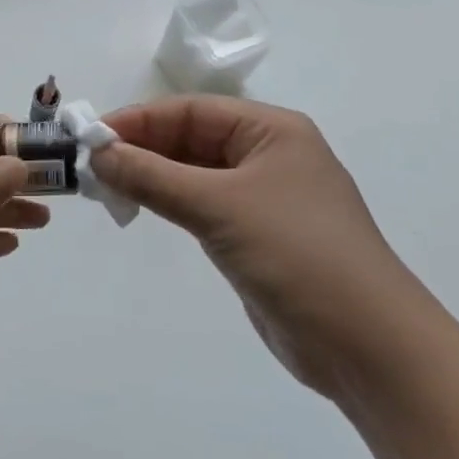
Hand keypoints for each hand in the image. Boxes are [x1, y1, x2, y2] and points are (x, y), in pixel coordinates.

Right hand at [92, 96, 427, 395]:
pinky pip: (201, 206)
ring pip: (192, 173)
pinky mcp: (254, 235)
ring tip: (104, 187)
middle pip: (190, 139)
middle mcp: (267, 155)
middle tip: (90, 167)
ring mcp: (262, 198)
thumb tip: (97, 153)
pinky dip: (168, 203)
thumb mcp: (219, 206)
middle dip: (141, 149)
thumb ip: (153, 177)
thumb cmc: (297, 255)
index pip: (190, 111)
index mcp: (271, 130)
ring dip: (150, 177)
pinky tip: (138, 209)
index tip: (90, 138)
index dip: (138, 120)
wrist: (369, 346)